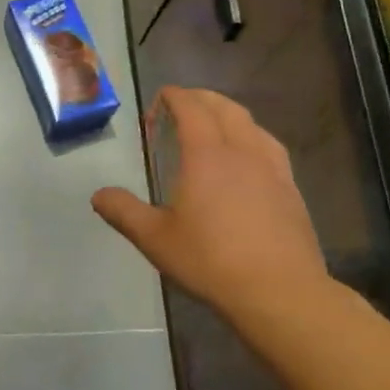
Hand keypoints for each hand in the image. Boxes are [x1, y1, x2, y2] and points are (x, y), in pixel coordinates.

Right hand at [92, 88, 328, 316]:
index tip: (159, 99)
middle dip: (201, 99)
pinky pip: (269, 147)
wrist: (279, 292)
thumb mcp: (155, 239)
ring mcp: (272, 168)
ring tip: (213, 127)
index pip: (191, 108)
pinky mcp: (291, 189)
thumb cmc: (210, 261)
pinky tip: (247, 160)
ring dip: (229, 115)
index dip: (174, 97)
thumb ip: (123, 212)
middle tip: (181, 108)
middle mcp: (242, 151)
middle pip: (224, 108)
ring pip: (251, 124)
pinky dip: (251, 137)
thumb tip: (99, 195)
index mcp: (206, 155)